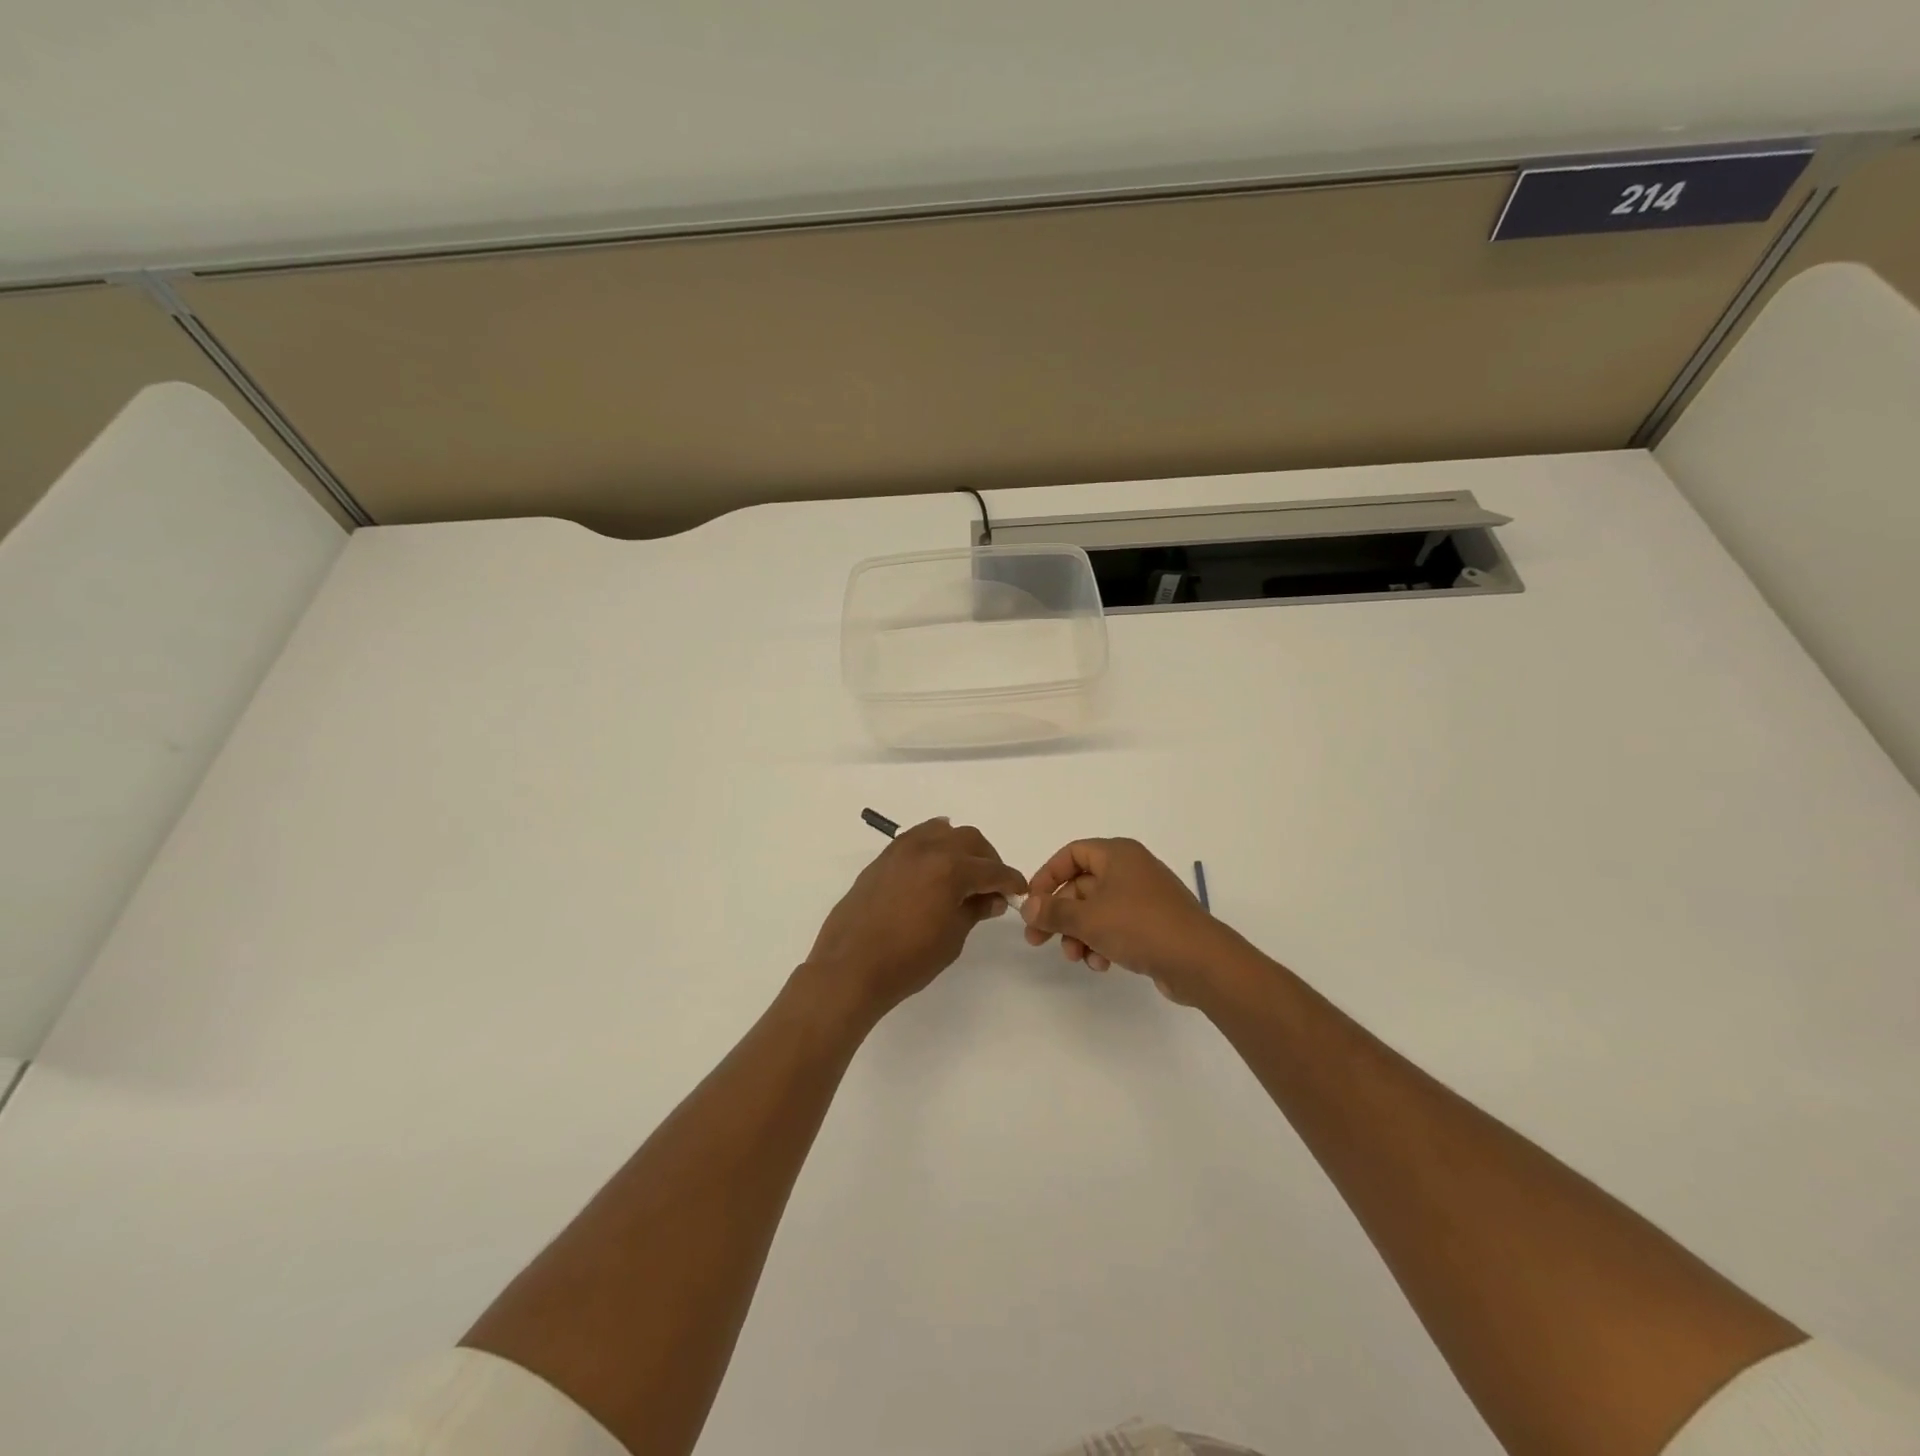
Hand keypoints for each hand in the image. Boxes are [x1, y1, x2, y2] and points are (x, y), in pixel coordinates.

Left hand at [805, 818, 1027, 1022]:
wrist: (851, 967)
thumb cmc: (908, 960)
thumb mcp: (952, 938)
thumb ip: (974, 910)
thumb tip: (992, 898)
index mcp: (950, 869)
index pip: (992, 869)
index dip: (1010, 881)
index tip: (1018, 892)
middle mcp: (927, 849)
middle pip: (969, 840)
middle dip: (987, 860)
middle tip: (992, 886)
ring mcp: (901, 850)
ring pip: (942, 831)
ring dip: (960, 847)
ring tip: (963, 873)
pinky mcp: (883, 859)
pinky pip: (916, 838)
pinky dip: (933, 845)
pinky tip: (935, 866)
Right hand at [1021, 838, 1233, 1001]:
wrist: (1200, 960)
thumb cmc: (1139, 926)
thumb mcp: (1088, 918)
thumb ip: (1053, 911)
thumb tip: (1027, 906)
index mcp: (1117, 854)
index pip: (1071, 854)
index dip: (1047, 876)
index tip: (1031, 903)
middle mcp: (1131, 869)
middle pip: (1081, 885)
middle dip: (1061, 915)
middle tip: (1039, 940)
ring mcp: (1144, 897)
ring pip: (1097, 910)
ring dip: (1080, 934)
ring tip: (1077, 957)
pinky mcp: (1153, 923)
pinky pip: (1117, 926)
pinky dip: (1103, 942)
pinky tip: (1101, 964)